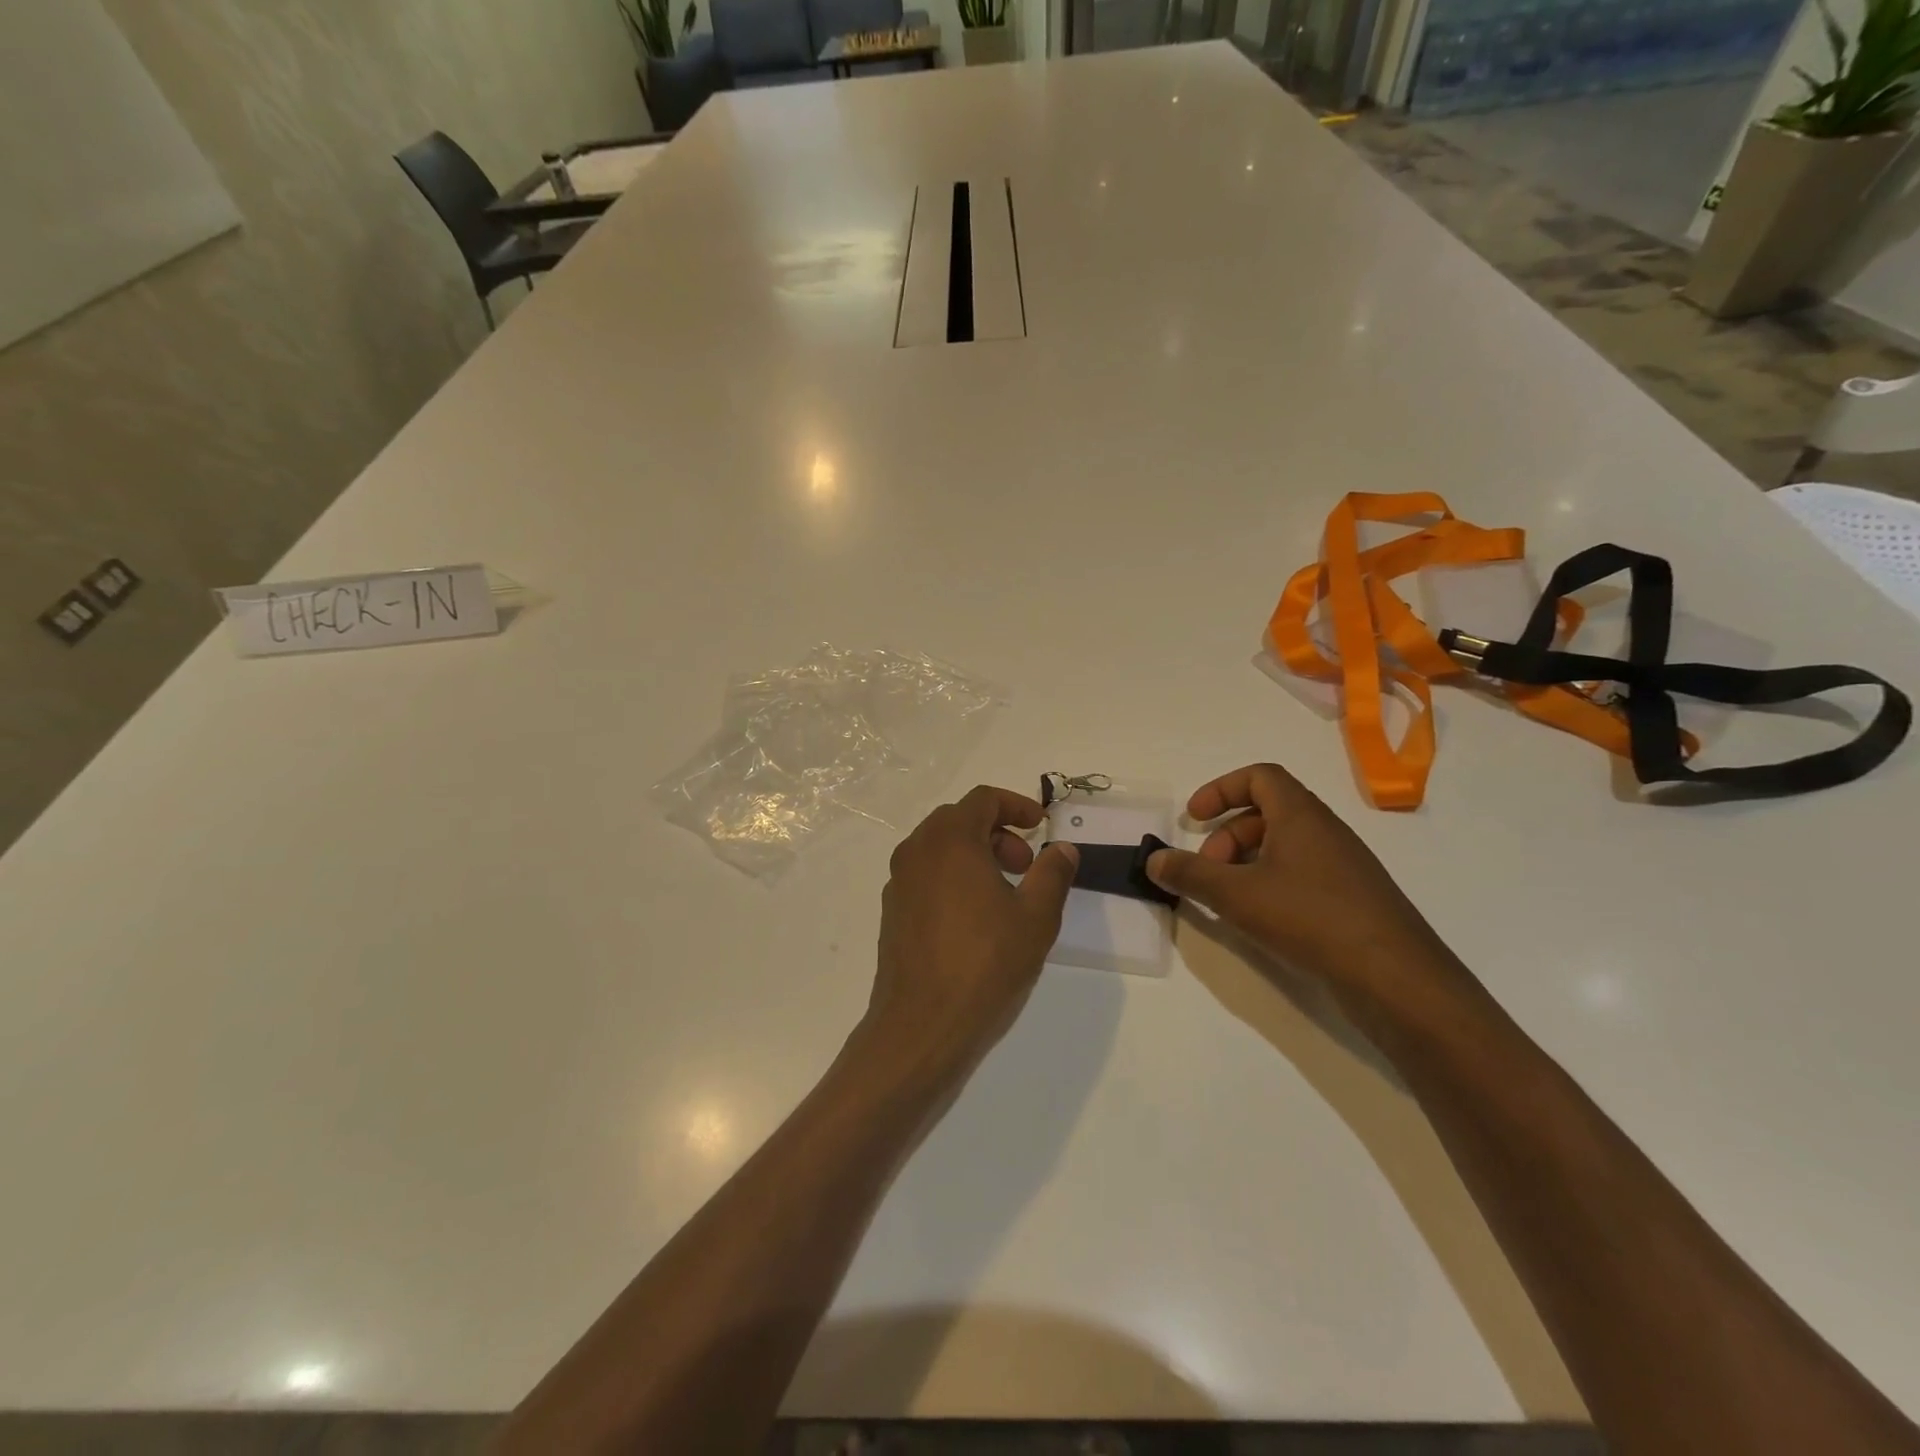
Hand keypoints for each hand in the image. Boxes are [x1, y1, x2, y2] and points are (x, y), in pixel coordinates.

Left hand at [866, 786, 1078, 1078]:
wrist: (921, 1025)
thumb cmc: (985, 963)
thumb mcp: (1036, 917)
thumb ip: (1052, 873)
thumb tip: (1063, 848)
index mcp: (950, 840)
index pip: (983, 799)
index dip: (1017, 805)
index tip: (1041, 826)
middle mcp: (917, 850)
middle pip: (959, 820)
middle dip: (998, 832)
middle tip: (1026, 865)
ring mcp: (899, 881)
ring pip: (940, 848)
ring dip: (975, 855)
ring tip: (1005, 894)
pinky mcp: (892, 911)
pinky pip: (926, 875)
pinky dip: (953, 877)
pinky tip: (975, 918)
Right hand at [1145, 764, 1478, 1017]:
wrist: (1396, 978)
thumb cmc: (1311, 918)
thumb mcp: (1237, 895)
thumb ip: (1190, 875)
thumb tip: (1153, 860)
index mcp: (1301, 815)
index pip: (1260, 777)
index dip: (1220, 789)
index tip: (1193, 819)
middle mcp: (1325, 831)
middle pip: (1266, 813)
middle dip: (1226, 837)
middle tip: (1207, 872)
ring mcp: (1342, 866)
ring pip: (1283, 846)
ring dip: (1246, 863)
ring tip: (1227, 899)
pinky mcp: (1351, 899)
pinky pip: (1301, 874)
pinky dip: (1270, 884)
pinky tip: (1260, 920)